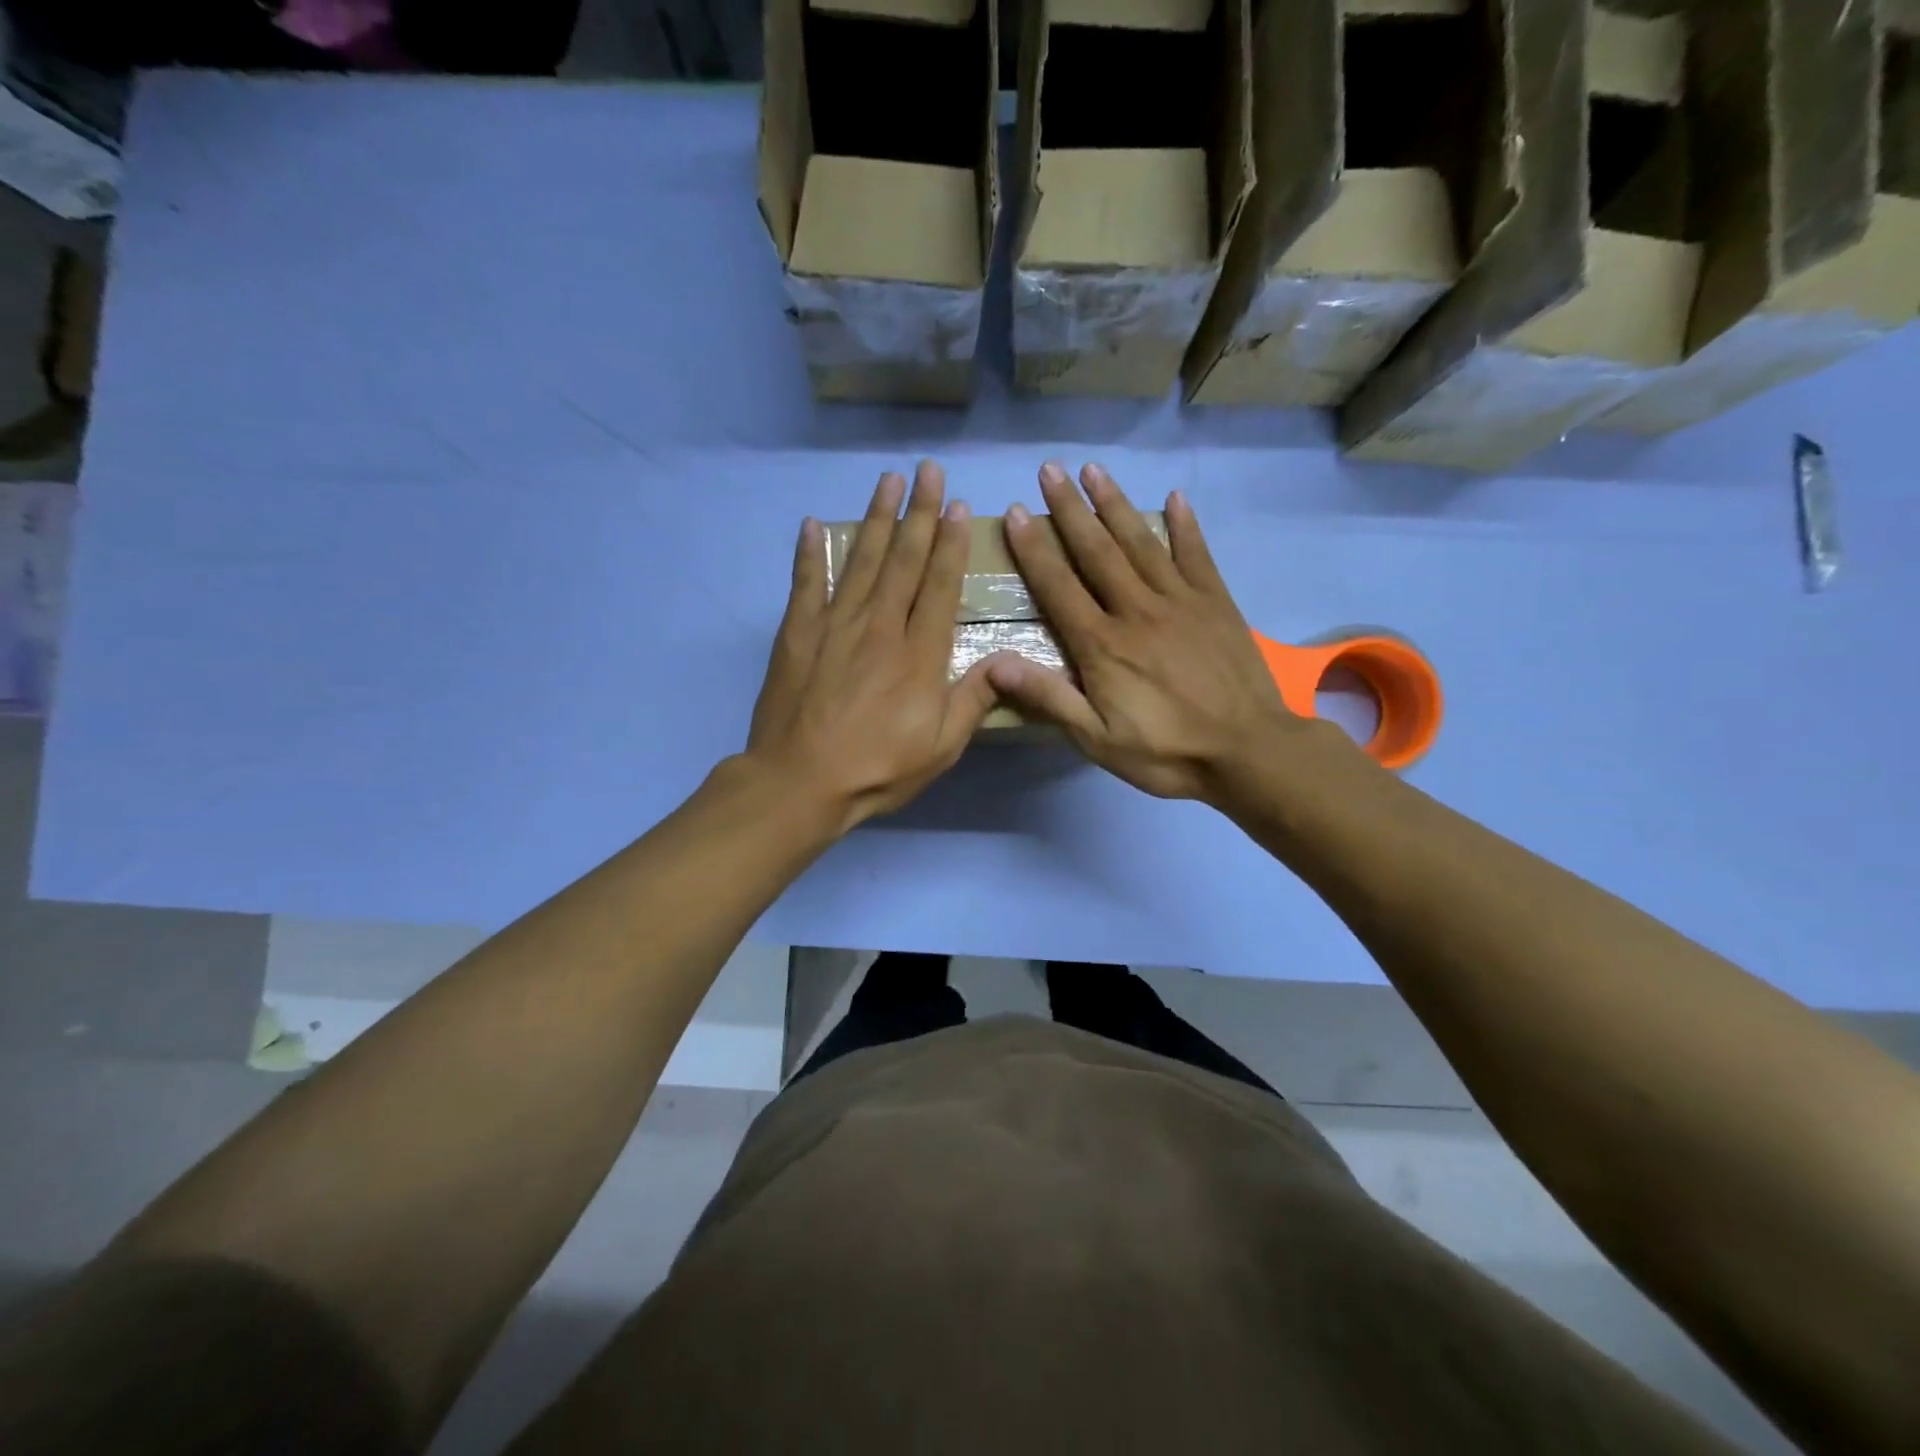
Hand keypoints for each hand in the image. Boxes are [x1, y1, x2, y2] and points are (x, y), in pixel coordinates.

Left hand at [747, 461, 998, 832]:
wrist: (801, 782)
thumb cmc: (879, 768)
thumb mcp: (942, 746)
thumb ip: (974, 698)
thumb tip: (1009, 659)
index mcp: (920, 653)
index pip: (940, 586)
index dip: (951, 544)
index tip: (957, 507)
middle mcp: (881, 626)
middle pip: (904, 560)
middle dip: (920, 513)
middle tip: (928, 471)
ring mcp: (836, 625)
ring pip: (862, 560)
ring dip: (878, 518)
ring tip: (889, 481)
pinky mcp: (798, 633)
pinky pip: (806, 583)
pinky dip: (810, 552)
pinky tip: (815, 524)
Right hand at [987, 461, 1319, 803]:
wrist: (1248, 752)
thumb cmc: (1166, 751)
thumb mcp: (1096, 739)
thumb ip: (1049, 698)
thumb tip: (995, 664)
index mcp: (1103, 644)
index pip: (1059, 586)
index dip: (1035, 548)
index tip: (1017, 510)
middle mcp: (1137, 610)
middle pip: (1097, 551)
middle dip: (1070, 509)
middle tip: (1050, 469)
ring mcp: (1181, 601)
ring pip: (1141, 543)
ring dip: (1115, 504)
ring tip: (1094, 470)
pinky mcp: (1216, 603)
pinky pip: (1196, 555)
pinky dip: (1184, 526)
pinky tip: (1173, 498)